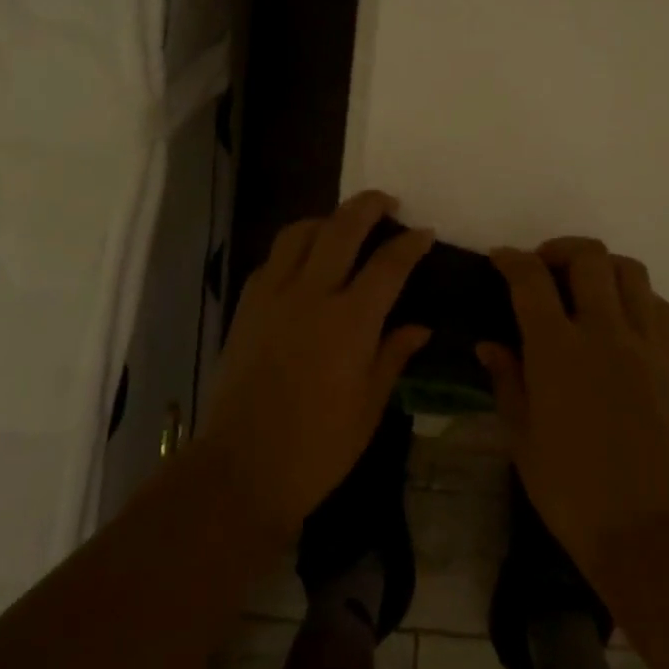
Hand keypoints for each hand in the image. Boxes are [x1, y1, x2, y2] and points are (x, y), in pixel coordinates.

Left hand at [201, 191, 433, 537]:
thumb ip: (394, 355)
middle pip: (341, 229)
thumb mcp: (370, 405)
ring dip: (325, 220)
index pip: (388, 264)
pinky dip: (292, 248)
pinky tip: (303, 262)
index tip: (424, 232)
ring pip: (298, 233)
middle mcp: (311, 295)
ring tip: (341, 225)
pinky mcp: (246, 307)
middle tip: (386, 202)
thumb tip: (420, 326)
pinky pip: (271, 260)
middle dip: (368, 206)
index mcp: (351, 321)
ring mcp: (273, 296)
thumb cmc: (319, 446)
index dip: (410, 243)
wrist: (244, 466)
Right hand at [478, 238, 668, 582]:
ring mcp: (643, 344)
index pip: (530, 279)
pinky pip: (658, 305)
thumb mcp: (520, 434)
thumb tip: (489, 343)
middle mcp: (603, 332)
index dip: (511, 260)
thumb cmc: (568, 486)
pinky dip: (635, 295)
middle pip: (588, 258)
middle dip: (559, 249)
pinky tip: (620, 316)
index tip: (499, 259)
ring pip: (630, 271)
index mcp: (556, 349)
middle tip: (542, 267)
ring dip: (602, 265)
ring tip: (583, 285)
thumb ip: (506, 378)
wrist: (643, 527)